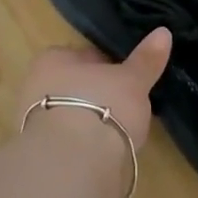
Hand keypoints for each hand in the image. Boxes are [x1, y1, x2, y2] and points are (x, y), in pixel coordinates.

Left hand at [15, 29, 167, 149]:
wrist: (73, 164)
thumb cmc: (102, 106)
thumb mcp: (133, 80)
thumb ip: (146, 59)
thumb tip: (163, 32)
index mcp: (52, 59)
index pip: (84, 57)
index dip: (108, 67)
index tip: (127, 79)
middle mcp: (35, 86)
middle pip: (75, 86)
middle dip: (96, 95)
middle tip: (125, 107)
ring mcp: (33, 123)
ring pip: (70, 115)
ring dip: (89, 123)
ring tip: (118, 134)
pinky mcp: (40, 155)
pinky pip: (68, 143)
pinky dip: (84, 147)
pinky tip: (104, 155)